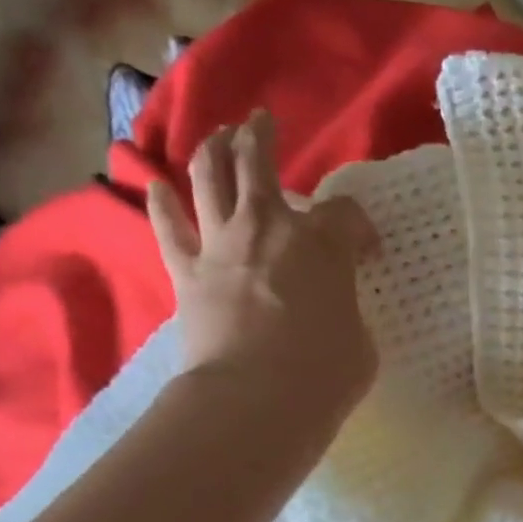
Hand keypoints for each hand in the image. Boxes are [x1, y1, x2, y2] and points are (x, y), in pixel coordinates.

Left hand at [148, 110, 379, 410]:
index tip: (366, 250)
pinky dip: (161, 204)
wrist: (256, 398)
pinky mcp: (187, 273)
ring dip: (213, 149)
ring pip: (209, 176)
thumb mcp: (361, 342)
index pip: (346, 214)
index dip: (360, 228)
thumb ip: (347, 313)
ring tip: (217, 135)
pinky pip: (169, 228)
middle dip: (262, 138)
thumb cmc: (325, 373)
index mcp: (323, 243)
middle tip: (261, 123)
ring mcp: (222, 245)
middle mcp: (268, 227)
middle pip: (259, 162)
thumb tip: (333, 311)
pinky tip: (155, 185)